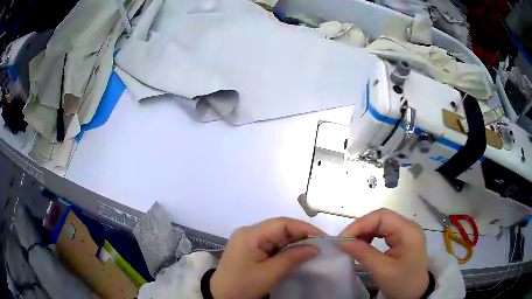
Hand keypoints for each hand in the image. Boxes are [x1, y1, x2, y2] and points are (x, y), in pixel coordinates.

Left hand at [211, 217, 322, 298]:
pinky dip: (286, 249)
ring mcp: (249, 241)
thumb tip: (315, 247)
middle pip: (280, 228)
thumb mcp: (269, 274)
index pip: (282, 223)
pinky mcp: (250, 249)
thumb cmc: (243, 286)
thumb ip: (292, 258)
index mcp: (250, 234)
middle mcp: (249, 233)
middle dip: (301, 235)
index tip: (323, 237)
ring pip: (278, 236)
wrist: (220, 297)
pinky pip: (272, 244)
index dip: (304, 228)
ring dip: (295, 242)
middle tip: (321, 245)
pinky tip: (297, 254)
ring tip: (313, 249)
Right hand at [338, 208, 428, 298]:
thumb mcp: (381, 270)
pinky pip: (383, 233)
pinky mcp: (402, 240)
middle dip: (361, 228)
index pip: (381, 216)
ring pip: (381, 224)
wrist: (416, 295)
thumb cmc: (402, 283)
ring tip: (352, 245)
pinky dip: (370, 238)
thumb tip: (341, 241)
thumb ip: (362, 253)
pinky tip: (363, 247)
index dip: (360, 224)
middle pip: (381, 218)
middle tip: (344, 242)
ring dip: (365, 233)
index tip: (342, 238)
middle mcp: (408, 227)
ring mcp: (405, 233)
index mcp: (407, 231)